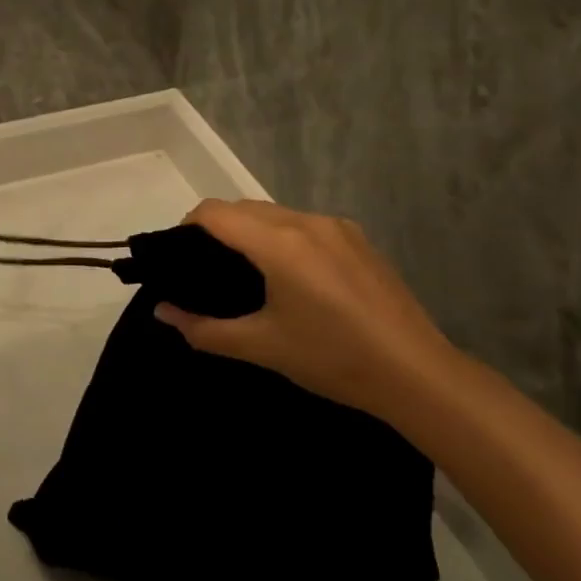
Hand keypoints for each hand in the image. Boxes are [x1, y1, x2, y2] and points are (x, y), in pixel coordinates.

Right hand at [153, 200, 454, 418]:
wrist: (417, 374)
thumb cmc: (332, 358)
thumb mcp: (262, 347)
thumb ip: (204, 329)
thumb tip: (162, 312)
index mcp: (278, 243)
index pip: (214, 212)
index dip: (187, 227)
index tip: (179, 257)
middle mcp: (305, 221)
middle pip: (243, 207)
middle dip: (217, 228)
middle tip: (208, 270)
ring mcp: (336, 226)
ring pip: (275, 213)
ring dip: (252, 230)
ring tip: (248, 273)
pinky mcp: (358, 238)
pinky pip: (304, 224)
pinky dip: (283, 236)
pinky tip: (293, 277)